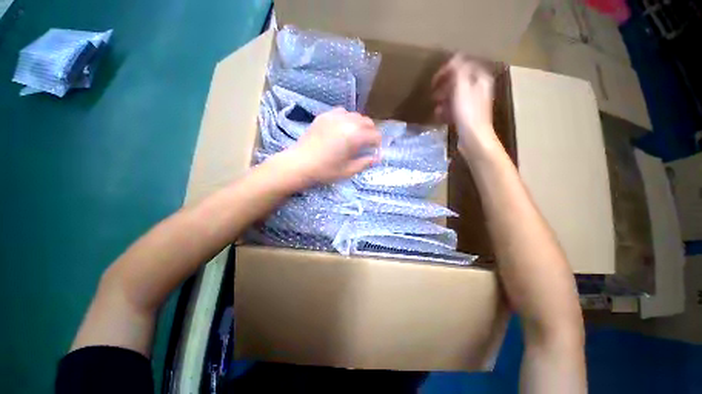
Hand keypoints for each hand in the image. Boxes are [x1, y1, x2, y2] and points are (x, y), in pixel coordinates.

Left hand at [280, 108, 380, 186]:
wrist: (299, 164)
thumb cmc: (325, 170)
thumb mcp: (348, 171)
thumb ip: (365, 163)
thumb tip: (377, 158)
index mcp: (355, 136)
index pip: (375, 135)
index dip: (377, 144)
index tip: (373, 151)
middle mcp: (347, 122)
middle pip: (367, 121)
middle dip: (370, 132)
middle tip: (365, 144)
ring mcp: (334, 116)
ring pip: (355, 115)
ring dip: (359, 125)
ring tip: (354, 136)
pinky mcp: (324, 116)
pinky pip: (342, 112)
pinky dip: (346, 119)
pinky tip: (341, 128)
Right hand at [432, 54, 496, 153]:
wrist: (473, 137)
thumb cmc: (467, 112)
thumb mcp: (462, 88)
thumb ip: (459, 70)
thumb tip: (455, 56)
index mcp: (479, 78)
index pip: (462, 65)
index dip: (448, 70)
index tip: (435, 79)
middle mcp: (478, 88)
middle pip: (458, 81)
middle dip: (444, 86)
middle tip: (433, 93)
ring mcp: (472, 102)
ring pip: (454, 95)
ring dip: (443, 99)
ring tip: (435, 106)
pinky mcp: (466, 114)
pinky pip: (454, 107)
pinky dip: (445, 110)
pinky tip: (439, 115)